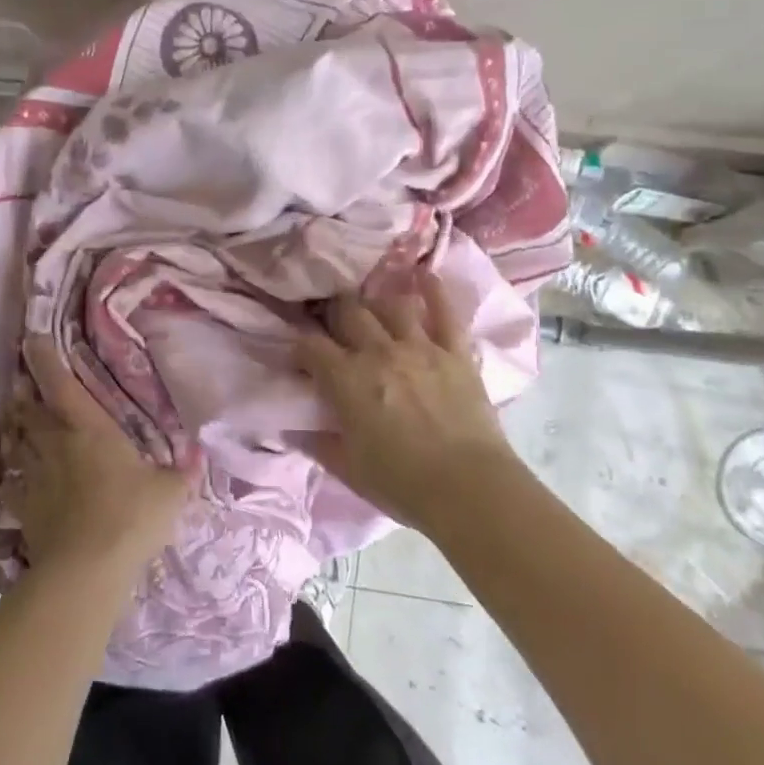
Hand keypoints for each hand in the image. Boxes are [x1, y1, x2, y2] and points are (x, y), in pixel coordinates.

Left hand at [1, 339, 193, 590]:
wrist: (85, 570)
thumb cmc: (131, 516)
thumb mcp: (170, 492)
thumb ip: (182, 473)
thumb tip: (200, 456)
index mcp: (89, 428)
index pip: (61, 384)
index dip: (46, 359)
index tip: (32, 339)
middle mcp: (54, 443)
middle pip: (30, 410)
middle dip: (26, 394)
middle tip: (24, 385)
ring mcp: (33, 476)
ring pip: (16, 441)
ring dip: (15, 428)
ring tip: (15, 421)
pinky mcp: (23, 507)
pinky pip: (10, 481)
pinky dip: (9, 473)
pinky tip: (12, 475)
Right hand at [295, 271, 520, 535]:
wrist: (469, 490)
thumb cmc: (402, 485)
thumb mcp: (348, 468)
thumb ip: (318, 443)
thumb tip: (294, 428)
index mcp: (346, 380)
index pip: (310, 346)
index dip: (299, 347)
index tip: (300, 357)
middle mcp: (379, 352)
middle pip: (348, 312)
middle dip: (334, 311)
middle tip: (332, 320)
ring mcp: (420, 347)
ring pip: (390, 305)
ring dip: (377, 302)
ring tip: (372, 305)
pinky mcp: (455, 352)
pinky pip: (444, 311)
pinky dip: (433, 290)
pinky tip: (423, 274)